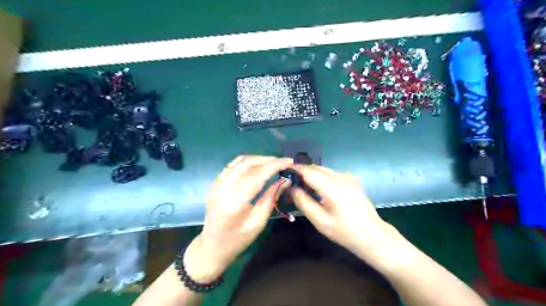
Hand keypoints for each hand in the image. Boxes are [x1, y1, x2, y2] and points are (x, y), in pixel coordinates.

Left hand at [184, 156, 293, 283]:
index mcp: (234, 202)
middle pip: (248, 164)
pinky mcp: (216, 182)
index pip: (257, 175)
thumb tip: (285, 180)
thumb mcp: (258, 223)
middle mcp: (223, 188)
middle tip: (285, 162)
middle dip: (269, 160)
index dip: (274, 165)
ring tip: (274, 162)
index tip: (290, 161)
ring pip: (240, 161)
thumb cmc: (237, 240)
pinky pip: (233, 164)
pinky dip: (248, 161)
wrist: (211, 245)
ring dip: (259, 158)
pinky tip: (258, 165)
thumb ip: (270, 199)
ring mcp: (217, 183)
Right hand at [292, 165, 385, 255]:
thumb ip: (303, 202)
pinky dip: (321, 176)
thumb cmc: (344, 231)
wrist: (371, 234)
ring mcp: (347, 177)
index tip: (284, 172)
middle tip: (291, 181)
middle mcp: (340, 177)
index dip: (295, 169)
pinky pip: (332, 173)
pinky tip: (319, 188)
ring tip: (303, 186)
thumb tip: (291, 188)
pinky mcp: (351, 180)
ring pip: (324, 169)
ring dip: (312, 174)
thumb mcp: (320, 220)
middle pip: (316, 167)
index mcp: (331, 186)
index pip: (308, 171)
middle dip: (302, 171)